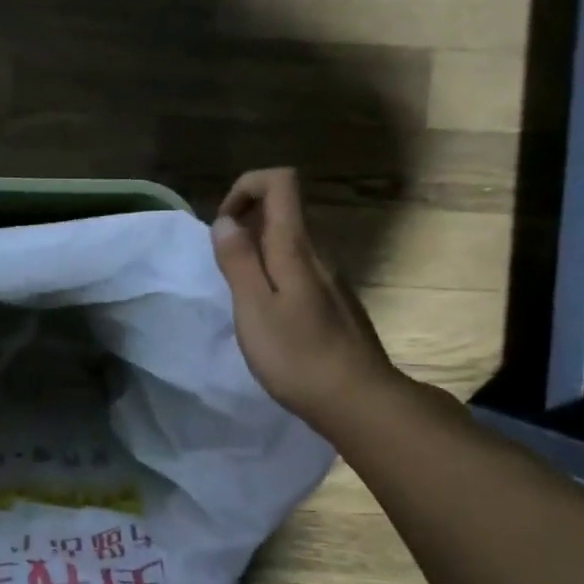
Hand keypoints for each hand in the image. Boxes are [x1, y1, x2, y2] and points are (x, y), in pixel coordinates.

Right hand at [210, 168, 401, 425]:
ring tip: (241, 299)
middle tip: (224, 270)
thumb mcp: (254, 308)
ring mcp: (331, 279)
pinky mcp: (335, 304)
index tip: (224, 225)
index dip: (246, 187)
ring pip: (290, 244)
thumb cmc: (298, 356)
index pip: (280, 182)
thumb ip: (238, 261)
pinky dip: (274, 278)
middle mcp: (319, 254)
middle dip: (245, 225)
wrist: (359, 401)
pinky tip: (269, 320)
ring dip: (257, 255)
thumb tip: (225, 221)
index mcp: (296, 248)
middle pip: (283, 211)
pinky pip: (299, 271)